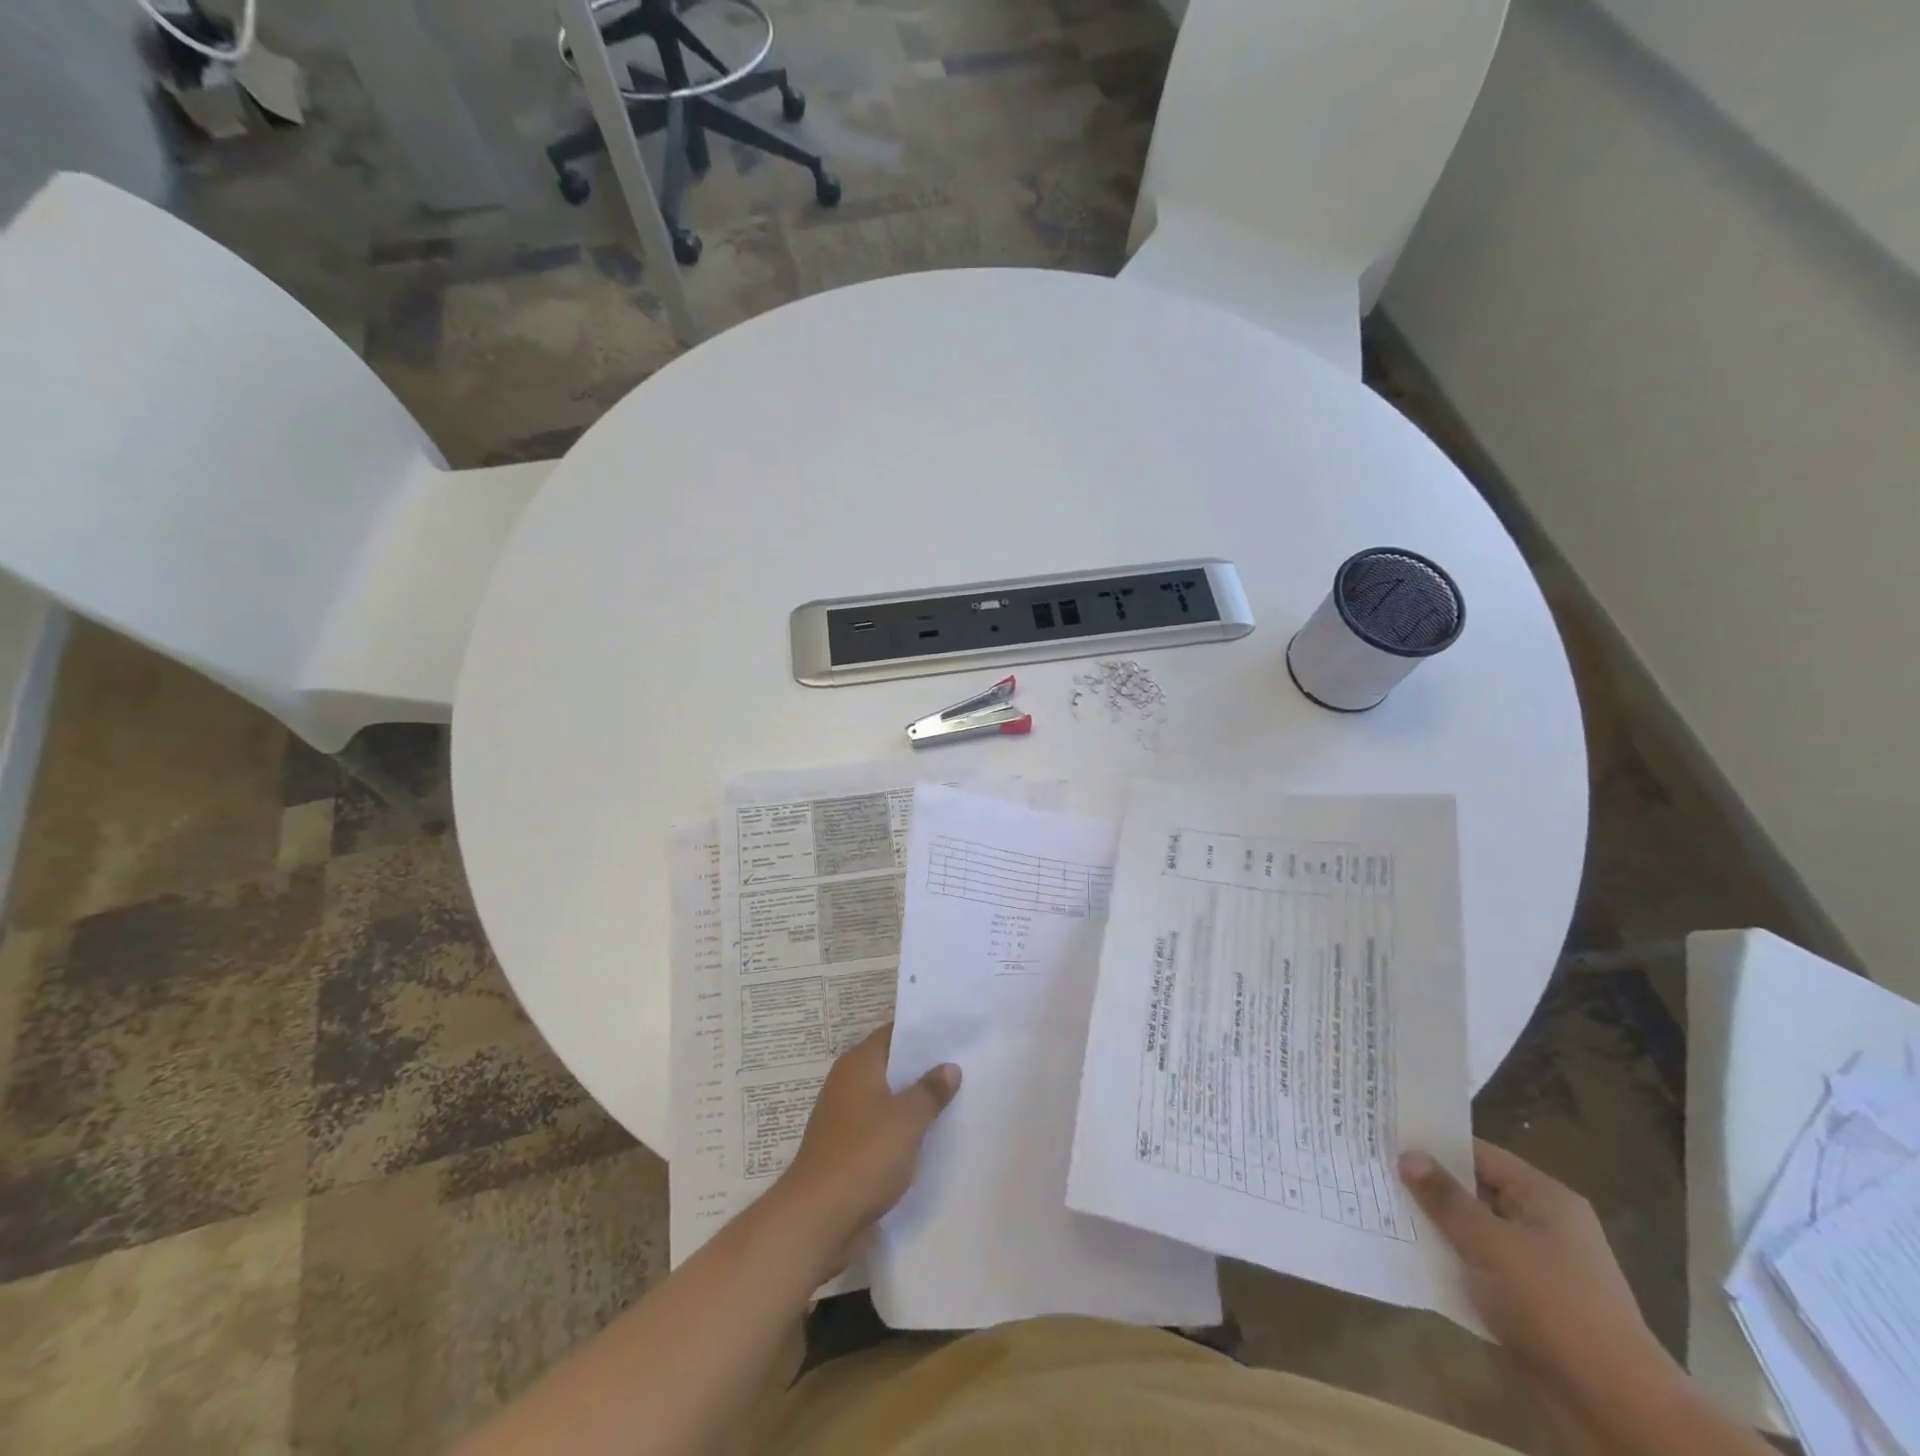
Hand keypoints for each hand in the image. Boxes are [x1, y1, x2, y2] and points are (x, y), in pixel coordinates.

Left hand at [772, 1024, 960, 1277]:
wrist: (818, 1218)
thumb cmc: (864, 1155)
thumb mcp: (907, 1120)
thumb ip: (930, 1091)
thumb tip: (949, 1067)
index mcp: (858, 1064)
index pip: (893, 1033)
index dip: (922, 1032)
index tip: (953, 1033)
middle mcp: (847, 1083)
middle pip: (890, 1065)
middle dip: (922, 1068)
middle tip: (963, 1065)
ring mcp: (844, 1117)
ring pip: (887, 1099)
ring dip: (913, 1101)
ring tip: (954, 1100)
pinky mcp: (846, 1148)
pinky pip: (880, 1127)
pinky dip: (901, 1129)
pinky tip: (929, 1138)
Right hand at [1399, 1141, 1679, 1413]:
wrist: (1614, 1404)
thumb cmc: (1554, 1305)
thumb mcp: (1492, 1244)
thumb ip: (1446, 1198)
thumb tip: (1408, 1155)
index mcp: (1543, 1198)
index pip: (1477, 1153)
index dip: (1432, 1144)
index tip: (1385, 1135)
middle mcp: (1541, 1223)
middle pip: (1472, 1190)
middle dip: (1427, 1185)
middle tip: (1371, 1168)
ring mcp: (1534, 1264)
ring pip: (1471, 1231)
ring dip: (1433, 1225)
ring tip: (1377, 1206)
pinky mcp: (1524, 1300)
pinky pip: (1476, 1266)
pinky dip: (1447, 1260)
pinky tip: (1406, 1254)